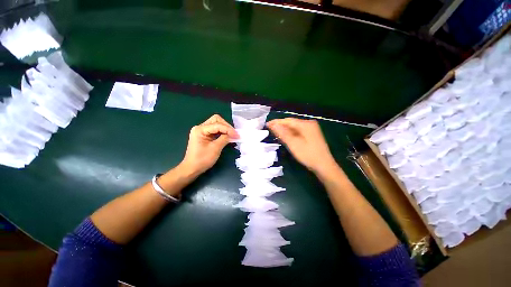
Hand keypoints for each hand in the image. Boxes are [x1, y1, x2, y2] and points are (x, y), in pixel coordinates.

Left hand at [180, 114, 238, 175]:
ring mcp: (202, 131)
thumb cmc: (202, 160)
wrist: (192, 169)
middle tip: (234, 134)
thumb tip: (233, 134)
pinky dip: (222, 132)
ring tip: (232, 135)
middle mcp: (200, 127)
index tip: (237, 135)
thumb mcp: (215, 149)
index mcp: (200, 129)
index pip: (217, 125)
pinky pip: (215, 130)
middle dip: (226, 126)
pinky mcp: (204, 135)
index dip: (228, 129)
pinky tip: (227, 136)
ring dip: (225, 129)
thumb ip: (224, 139)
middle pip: (216, 120)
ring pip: (216, 124)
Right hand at [267, 118, 336, 172]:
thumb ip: (282, 133)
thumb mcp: (293, 144)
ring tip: (275, 133)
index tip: (267, 124)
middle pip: (291, 123)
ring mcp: (311, 129)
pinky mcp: (311, 135)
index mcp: (306, 124)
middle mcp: (309, 124)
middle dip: (280, 126)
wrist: (324, 166)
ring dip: (285, 130)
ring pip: (294, 128)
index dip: (276, 122)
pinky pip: (298, 132)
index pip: (288, 120)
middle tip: (269, 130)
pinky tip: (286, 137)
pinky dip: (291, 134)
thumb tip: (272, 124)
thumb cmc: (308, 154)